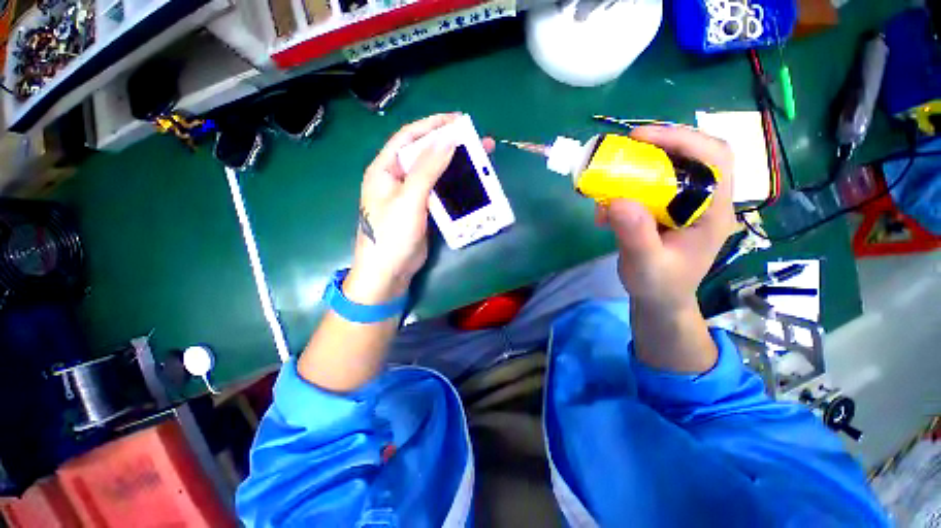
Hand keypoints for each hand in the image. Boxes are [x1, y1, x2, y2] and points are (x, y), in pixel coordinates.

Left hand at [344, 114, 460, 304]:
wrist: (389, 272)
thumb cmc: (392, 235)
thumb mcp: (409, 199)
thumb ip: (427, 169)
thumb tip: (447, 140)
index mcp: (385, 169)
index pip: (409, 137)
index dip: (432, 125)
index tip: (458, 121)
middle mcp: (396, 178)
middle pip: (424, 154)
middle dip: (449, 145)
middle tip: (476, 140)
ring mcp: (410, 195)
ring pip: (434, 173)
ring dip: (455, 165)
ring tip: (479, 159)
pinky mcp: (421, 210)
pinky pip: (438, 191)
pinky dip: (453, 185)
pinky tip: (468, 182)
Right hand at [597, 125, 735, 311]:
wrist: (658, 298)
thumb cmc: (659, 285)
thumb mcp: (646, 264)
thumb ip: (636, 235)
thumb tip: (618, 200)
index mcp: (713, 211)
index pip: (714, 159)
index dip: (682, 139)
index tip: (640, 137)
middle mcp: (704, 200)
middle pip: (693, 155)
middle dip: (660, 145)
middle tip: (626, 147)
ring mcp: (685, 204)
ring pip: (669, 167)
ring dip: (638, 166)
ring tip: (611, 178)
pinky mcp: (665, 208)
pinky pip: (649, 185)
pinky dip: (626, 186)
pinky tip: (608, 204)